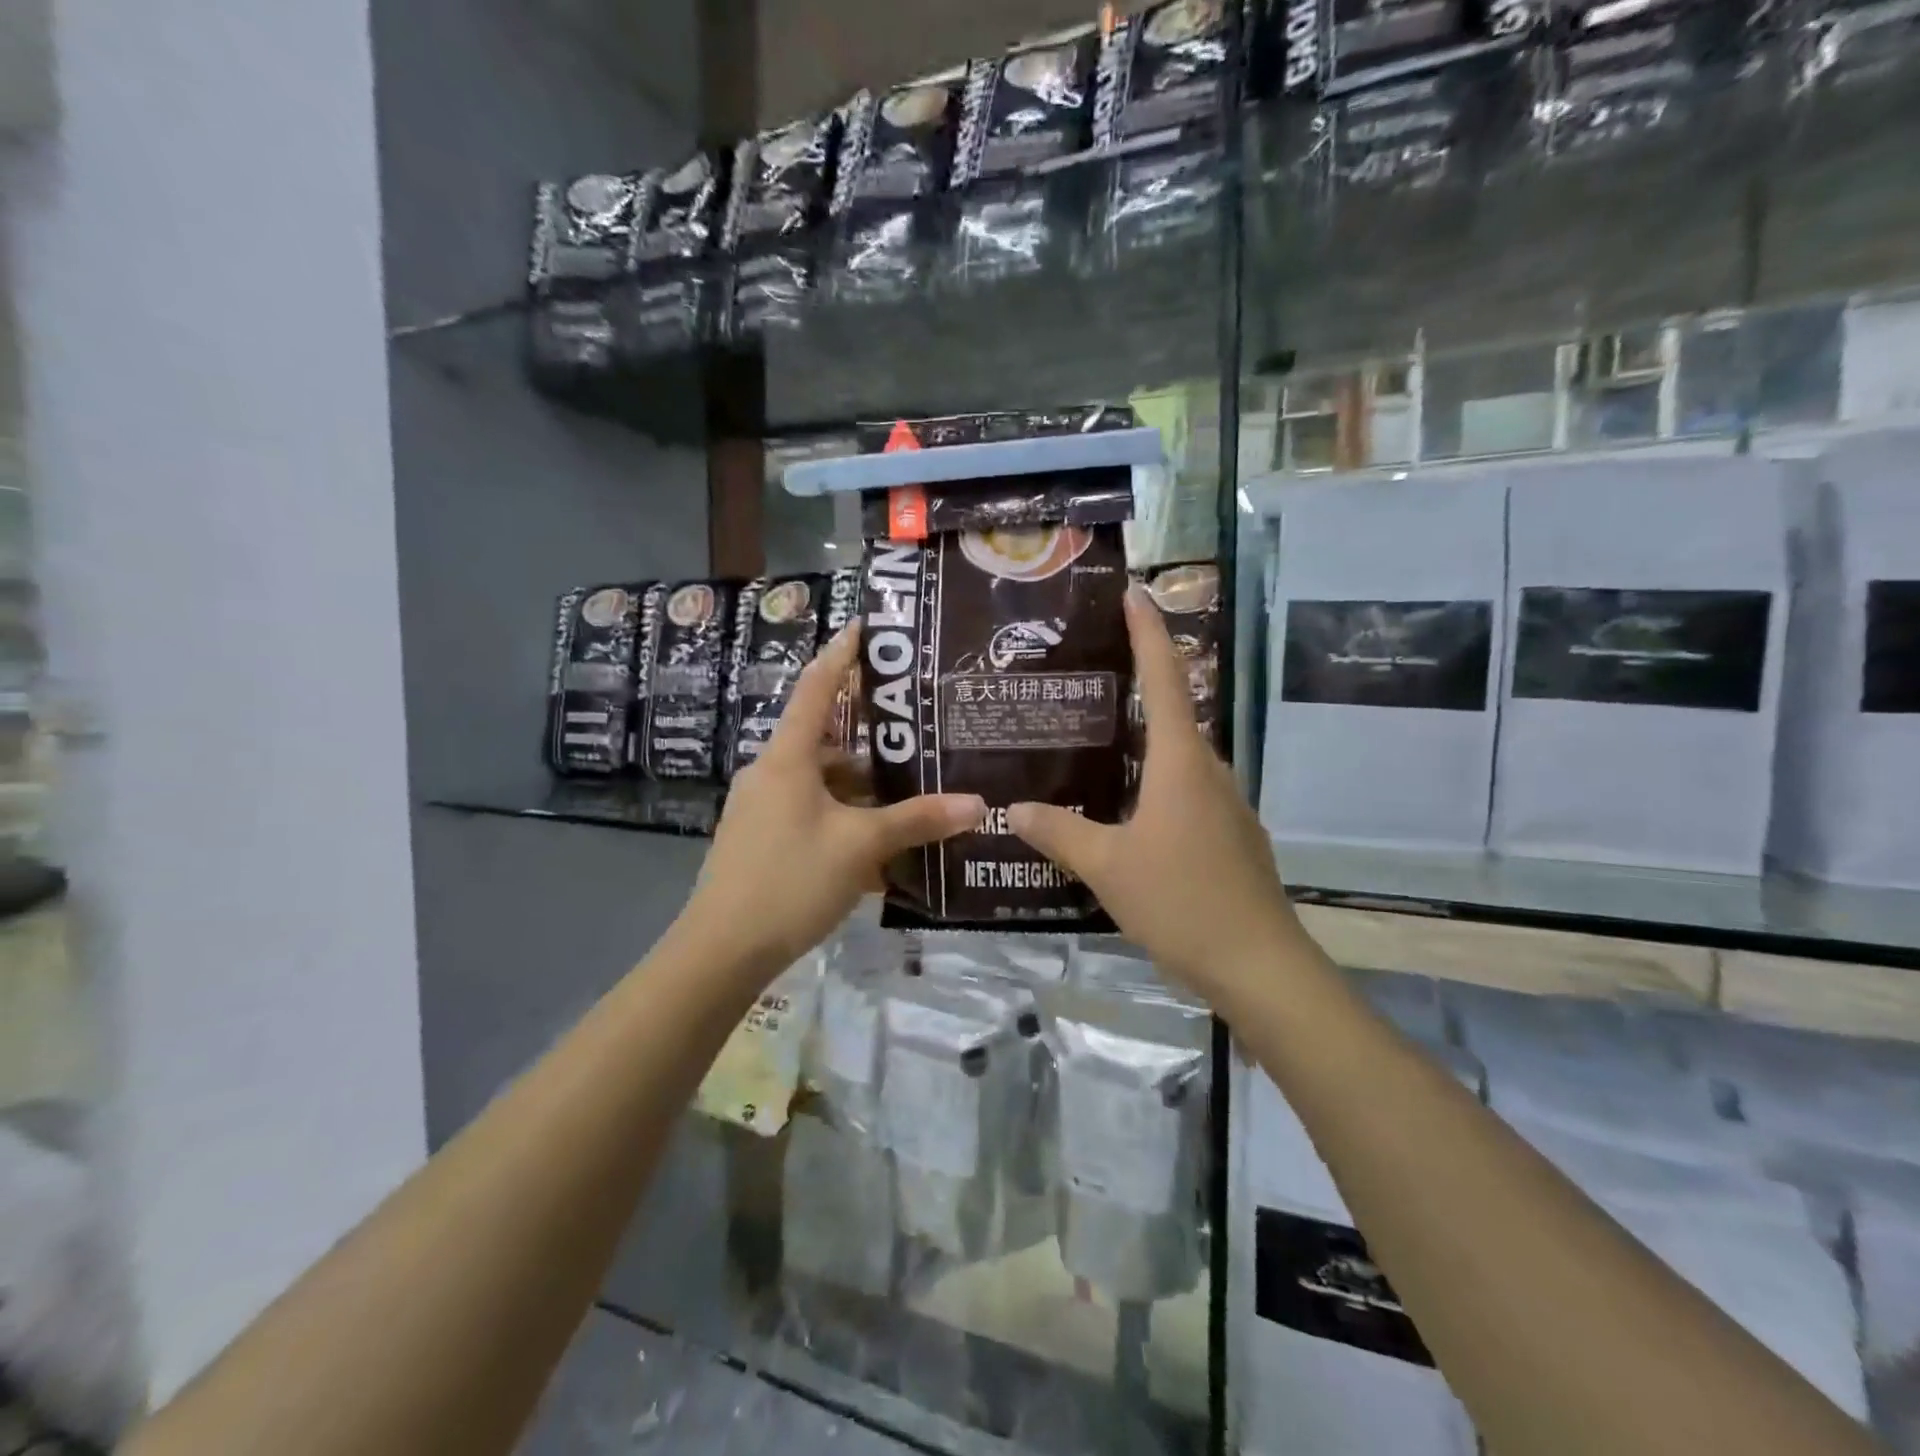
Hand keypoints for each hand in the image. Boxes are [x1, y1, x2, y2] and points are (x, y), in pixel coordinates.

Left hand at [681, 624, 984, 977]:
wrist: (721, 951)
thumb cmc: (789, 880)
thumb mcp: (860, 846)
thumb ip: (918, 820)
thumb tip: (979, 804)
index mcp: (787, 758)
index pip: (816, 687)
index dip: (841, 654)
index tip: (865, 626)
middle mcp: (771, 774)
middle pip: (825, 740)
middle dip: (870, 736)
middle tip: (916, 727)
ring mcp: (763, 810)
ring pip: (823, 784)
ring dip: (863, 788)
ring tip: (911, 790)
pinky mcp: (763, 841)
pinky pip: (813, 816)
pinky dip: (846, 821)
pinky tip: (882, 847)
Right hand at [1008, 585, 1305, 1004]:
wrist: (1259, 965)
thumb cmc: (1182, 900)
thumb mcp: (1107, 866)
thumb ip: (1058, 832)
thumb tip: (1011, 808)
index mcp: (1181, 762)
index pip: (1163, 677)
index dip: (1148, 631)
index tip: (1136, 591)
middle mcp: (1209, 770)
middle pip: (1172, 710)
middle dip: (1137, 682)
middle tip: (1088, 671)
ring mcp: (1225, 803)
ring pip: (1178, 754)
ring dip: (1144, 736)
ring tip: (1095, 736)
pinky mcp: (1229, 834)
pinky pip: (1187, 788)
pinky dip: (1155, 778)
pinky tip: (1125, 803)